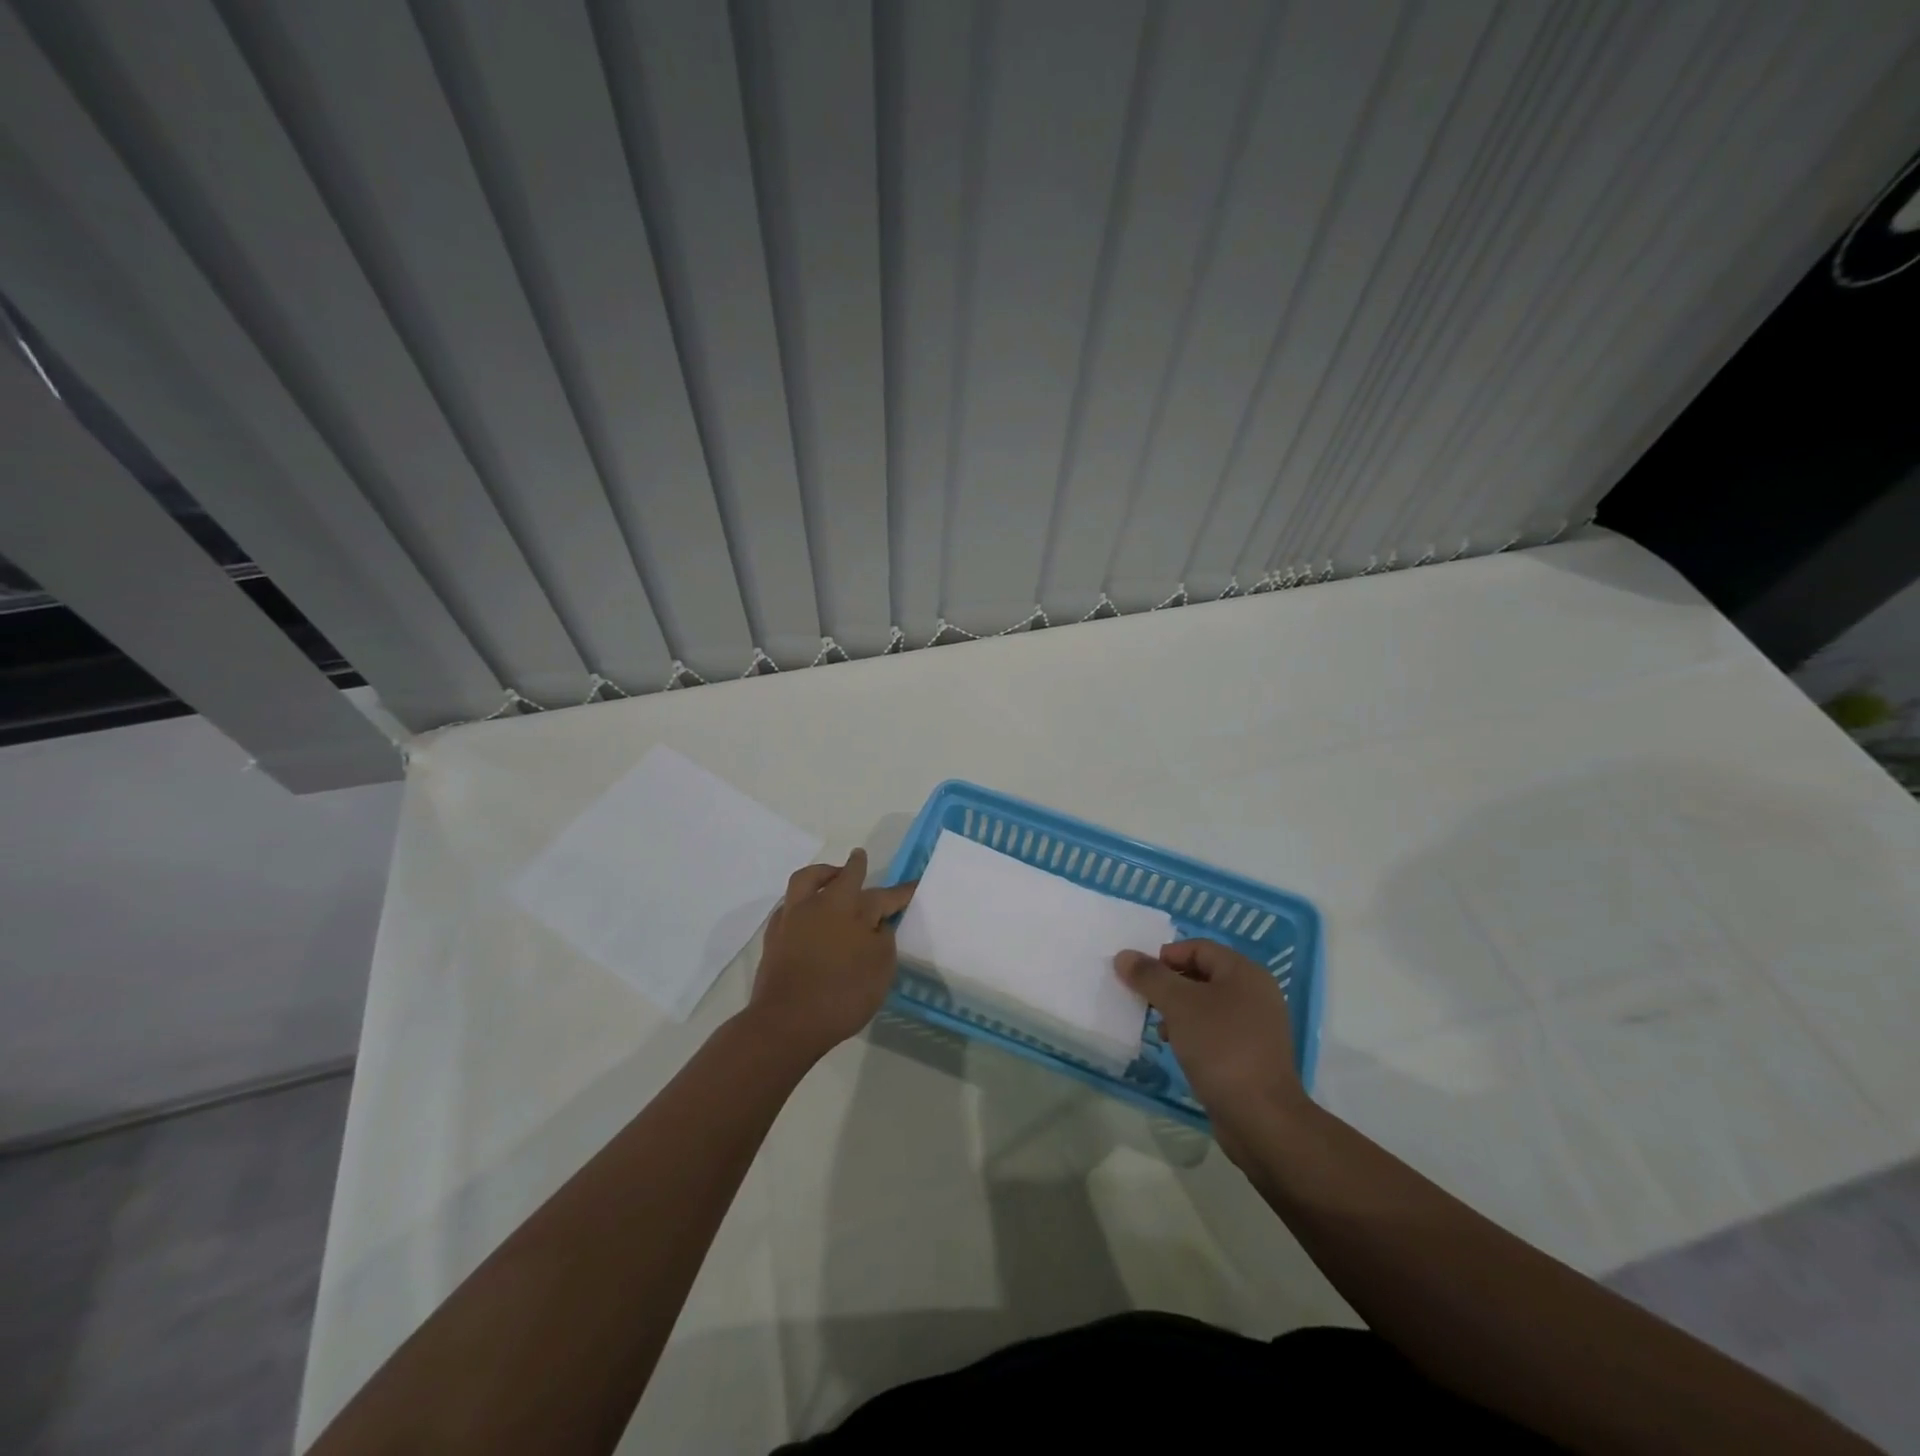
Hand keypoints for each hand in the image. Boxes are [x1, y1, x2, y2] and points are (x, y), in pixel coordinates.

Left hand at [748, 849, 915, 1060]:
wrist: (787, 1021)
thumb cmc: (842, 995)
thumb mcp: (880, 969)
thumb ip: (882, 940)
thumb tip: (877, 924)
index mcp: (852, 910)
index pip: (883, 896)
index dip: (901, 892)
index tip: (914, 885)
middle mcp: (822, 904)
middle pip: (842, 876)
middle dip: (855, 866)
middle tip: (859, 858)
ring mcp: (794, 917)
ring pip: (807, 881)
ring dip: (822, 874)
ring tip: (830, 878)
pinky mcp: (774, 935)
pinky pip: (788, 905)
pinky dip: (801, 901)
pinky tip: (806, 912)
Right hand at [1116, 939, 1306, 1163]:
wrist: (1261, 1117)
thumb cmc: (1220, 1048)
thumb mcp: (1178, 1005)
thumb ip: (1150, 977)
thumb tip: (1124, 955)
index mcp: (1244, 972)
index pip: (1198, 948)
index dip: (1165, 956)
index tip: (1140, 977)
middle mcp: (1255, 993)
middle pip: (1202, 975)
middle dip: (1169, 985)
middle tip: (1144, 1001)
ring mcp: (1257, 1026)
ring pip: (1207, 1005)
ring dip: (1178, 1011)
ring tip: (1159, 1029)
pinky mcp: (1252, 1054)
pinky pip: (1216, 1030)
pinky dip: (1193, 1033)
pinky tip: (1177, 1049)